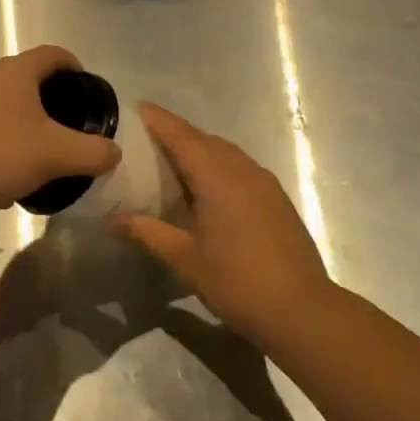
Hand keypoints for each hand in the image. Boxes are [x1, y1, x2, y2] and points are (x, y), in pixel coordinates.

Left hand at [0, 45, 121, 208]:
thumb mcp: (55, 155)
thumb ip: (92, 153)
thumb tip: (114, 152)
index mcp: (17, 70)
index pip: (53, 54)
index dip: (73, 65)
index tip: (84, 84)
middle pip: (24, 78)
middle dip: (45, 99)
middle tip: (61, 127)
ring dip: (17, 121)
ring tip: (29, 155)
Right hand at [112, 103, 335, 347]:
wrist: (304, 311)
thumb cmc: (239, 284)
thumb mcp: (187, 261)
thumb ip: (150, 233)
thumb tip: (115, 220)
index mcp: (219, 178)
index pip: (183, 137)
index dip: (159, 121)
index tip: (136, 109)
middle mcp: (243, 170)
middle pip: (205, 140)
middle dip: (176, 134)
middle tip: (145, 141)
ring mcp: (264, 183)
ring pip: (225, 152)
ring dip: (199, 150)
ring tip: (171, 163)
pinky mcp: (276, 198)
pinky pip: (240, 167)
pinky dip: (218, 166)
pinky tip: (205, 189)